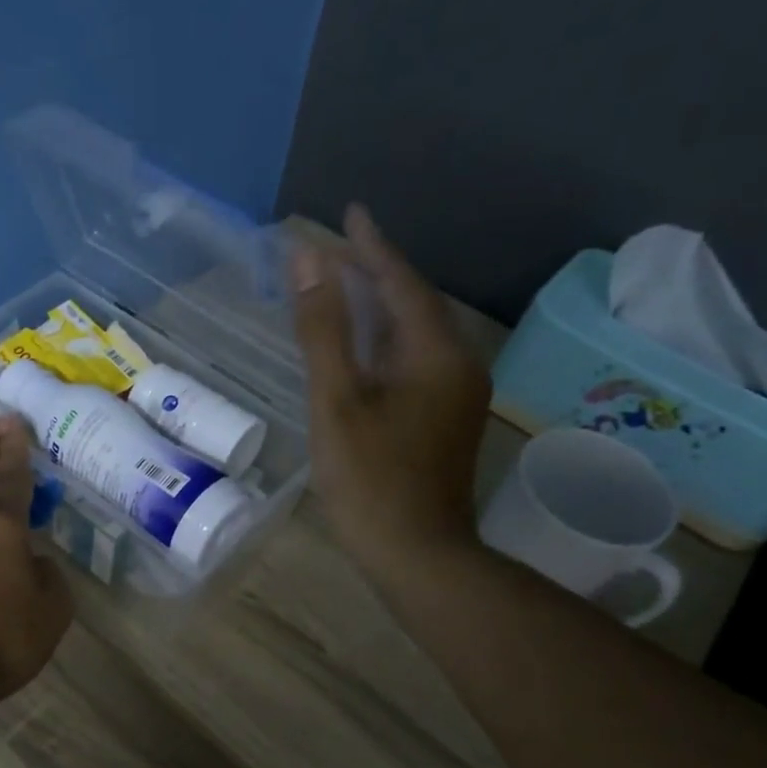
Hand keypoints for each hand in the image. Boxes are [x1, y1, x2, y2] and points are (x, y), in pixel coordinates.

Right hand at [290, 204, 491, 580]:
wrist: (418, 554)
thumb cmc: (369, 479)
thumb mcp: (336, 400)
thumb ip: (323, 328)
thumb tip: (308, 259)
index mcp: (435, 353)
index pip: (402, 282)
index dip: (371, 246)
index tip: (348, 213)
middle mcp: (458, 364)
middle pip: (414, 304)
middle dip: (376, 273)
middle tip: (338, 249)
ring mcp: (457, 395)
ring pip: (416, 335)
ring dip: (381, 308)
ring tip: (346, 287)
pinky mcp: (447, 420)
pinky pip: (417, 362)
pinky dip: (387, 344)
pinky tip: (365, 348)